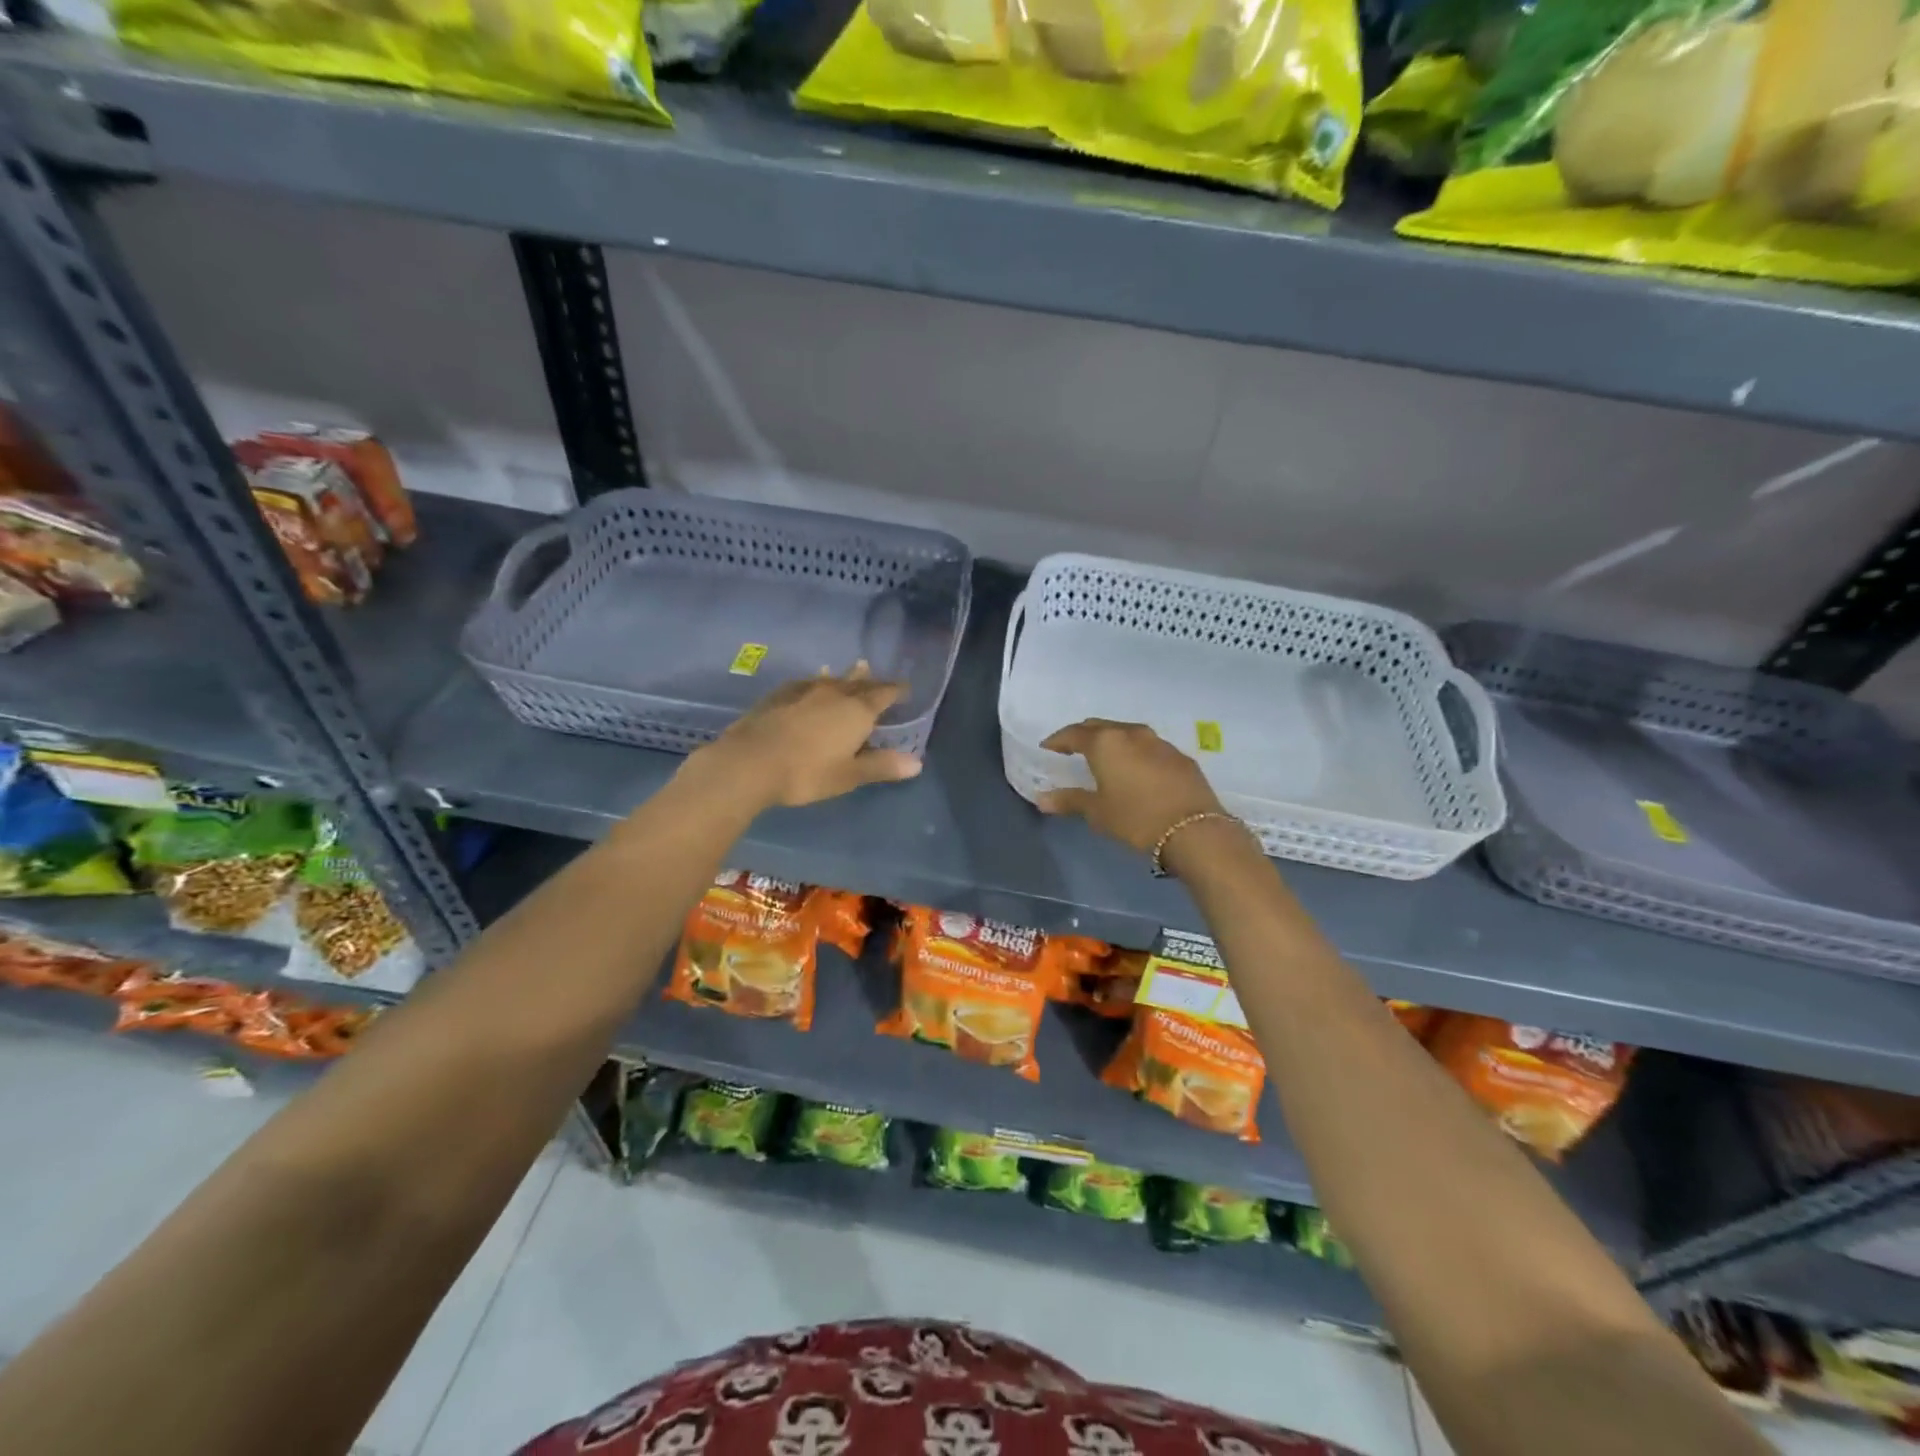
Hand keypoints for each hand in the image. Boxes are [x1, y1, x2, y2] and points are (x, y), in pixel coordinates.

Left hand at [692, 663, 922, 808]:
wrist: (749, 763)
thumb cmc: (806, 773)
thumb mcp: (848, 775)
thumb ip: (881, 766)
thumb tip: (917, 762)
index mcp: (856, 711)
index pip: (883, 694)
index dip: (896, 690)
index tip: (905, 688)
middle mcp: (833, 694)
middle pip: (858, 683)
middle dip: (871, 681)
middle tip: (878, 678)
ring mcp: (803, 691)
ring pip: (831, 680)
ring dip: (844, 677)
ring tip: (852, 670)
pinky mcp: (778, 695)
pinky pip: (805, 683)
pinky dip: (816, 682)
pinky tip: (810, 684)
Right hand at [1036, 719, 1224, 852]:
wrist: (1195, 830)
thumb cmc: (1136, 818)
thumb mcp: (1098, 812)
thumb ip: (1069, 800)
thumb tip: (1042, 798)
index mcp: (1106, 742)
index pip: (1073, 733)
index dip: (1057, 741)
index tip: (1047, 750)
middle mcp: (1131, 734)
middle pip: (1100, 727)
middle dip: (1083, 736)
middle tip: (1072, 752)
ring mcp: (1159, 742)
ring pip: (1127, 733)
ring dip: (1112, 742)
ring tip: (1104, 760)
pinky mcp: (1180, 756)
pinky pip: (1148, 747)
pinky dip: (1135, 753)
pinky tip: (1136, 772)